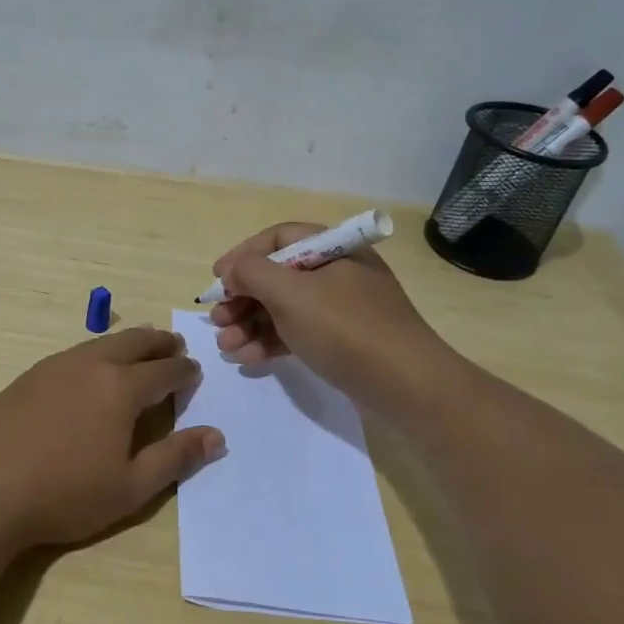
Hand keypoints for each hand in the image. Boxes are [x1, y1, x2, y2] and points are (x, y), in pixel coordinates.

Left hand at [0, 327, 224, 550]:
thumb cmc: (64, 494)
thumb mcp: (130, 487)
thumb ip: (175, 458)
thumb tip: (216, 436)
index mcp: (121, 388)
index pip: (164, 371)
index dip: (184, 370)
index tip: (194, 370)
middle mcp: (90, 365)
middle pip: (133, 344)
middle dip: (159, 343)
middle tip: (174, 343)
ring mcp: (54, 367)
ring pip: (100, 344)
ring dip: (126, 343)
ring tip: (138, 347)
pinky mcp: (27, 377)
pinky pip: (73, 354)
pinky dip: (95, 353)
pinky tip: (89, 369)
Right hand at [208, 222, 452, 413]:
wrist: (406, 386)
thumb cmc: (345, 328)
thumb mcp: (291, 293)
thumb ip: (252, 273)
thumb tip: (234, 272)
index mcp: (333, 249)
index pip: (278, 238)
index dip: (243, 254)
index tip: (217, 279)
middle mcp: (338, 272)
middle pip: (278, 275)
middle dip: (242, 298)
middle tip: (216, 319)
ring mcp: (341, 309)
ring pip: (284, 308)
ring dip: (250, 324)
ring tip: (226, 346)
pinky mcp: (342, 341)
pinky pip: (298, 333)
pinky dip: (270, 342)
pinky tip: (248, 359)